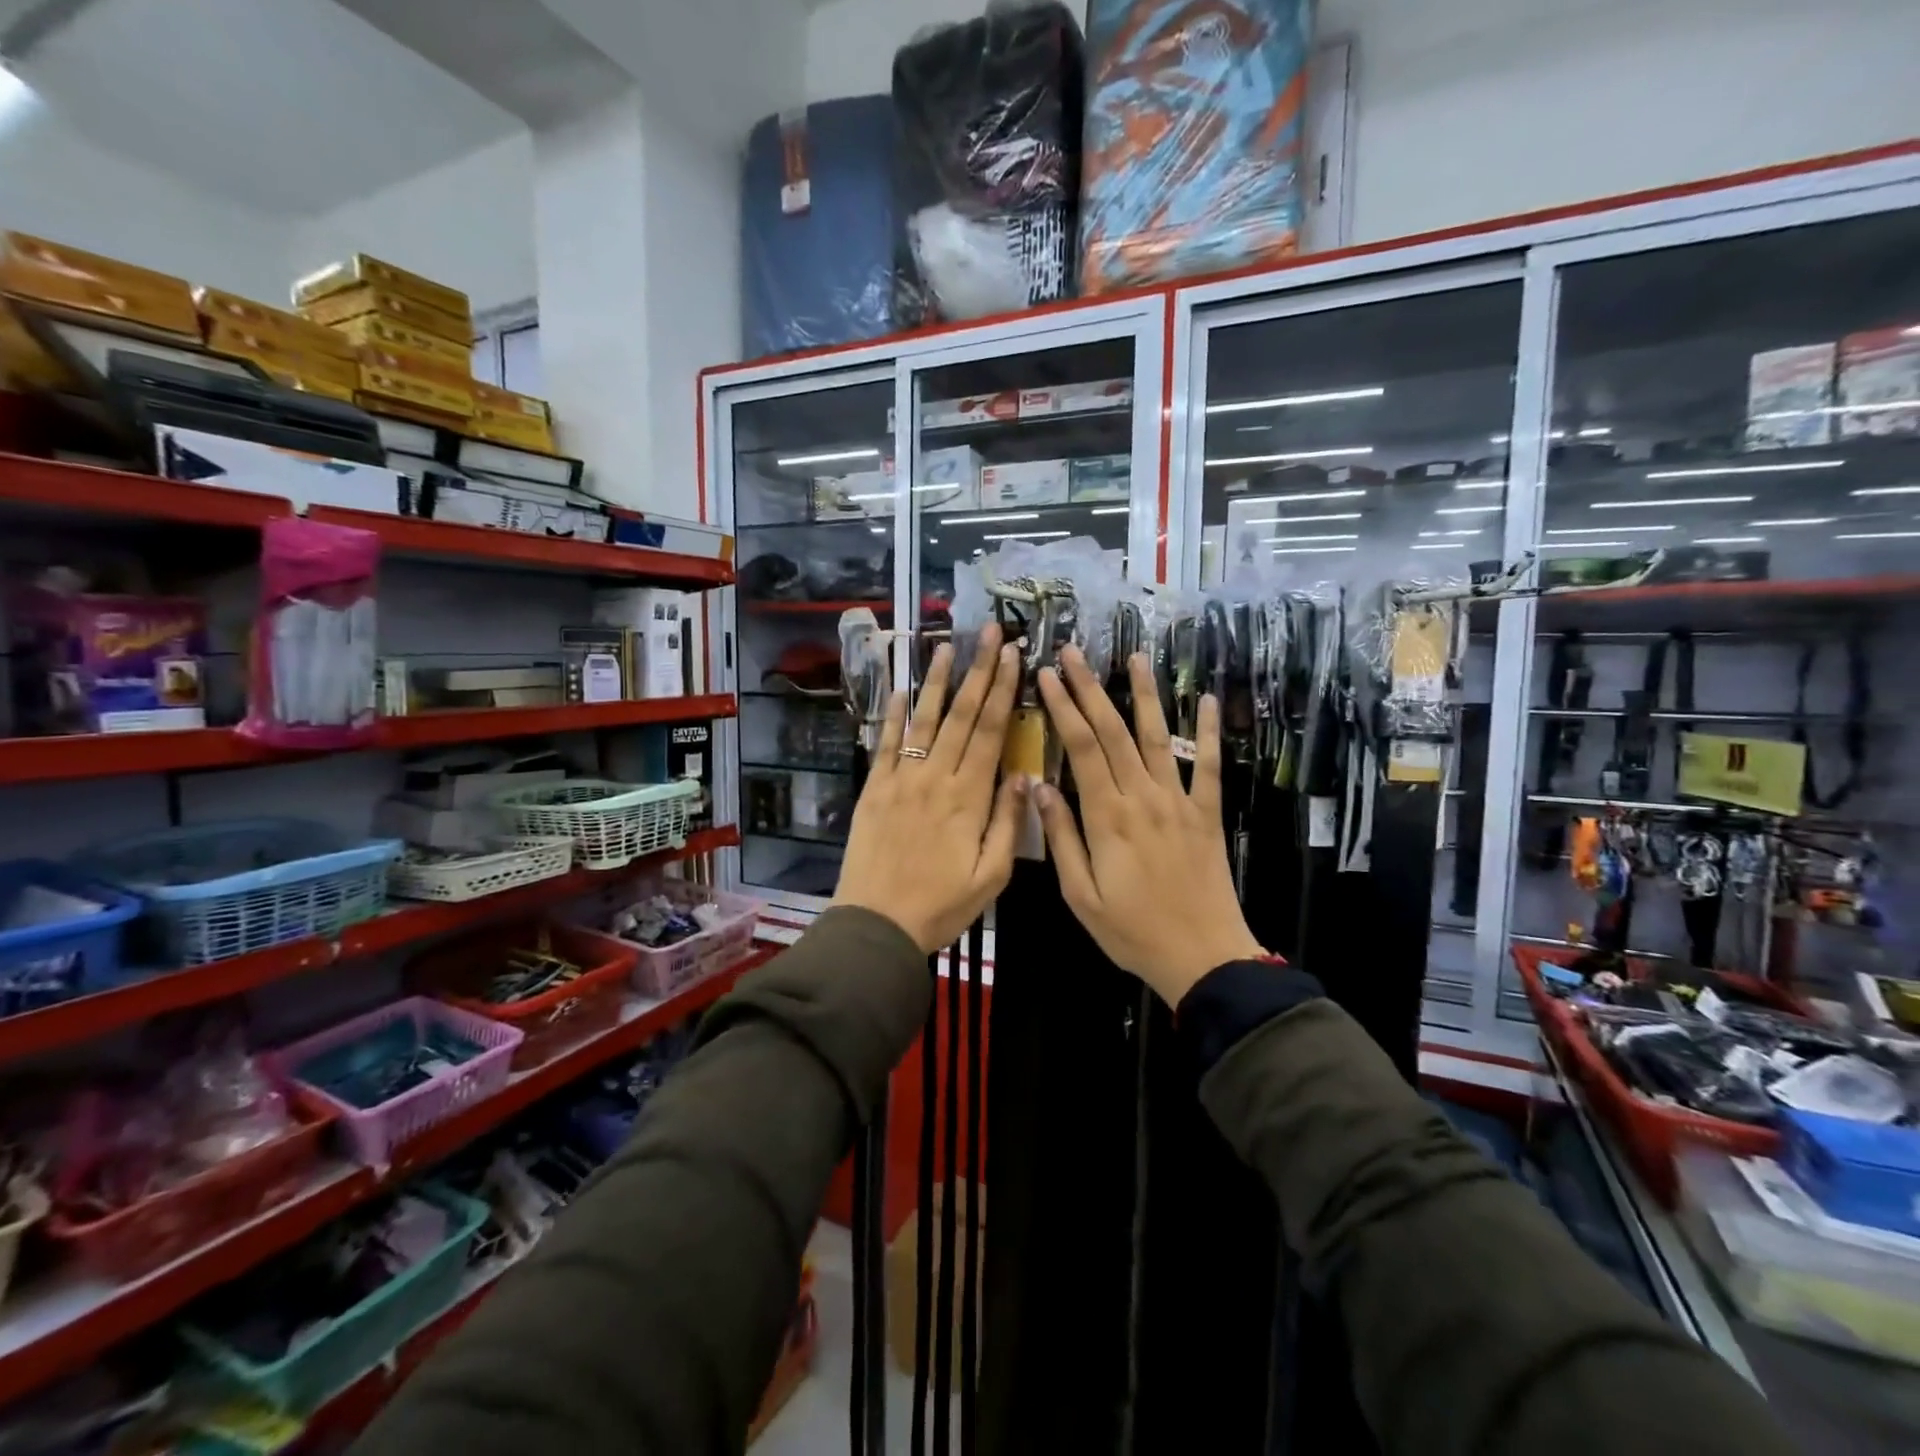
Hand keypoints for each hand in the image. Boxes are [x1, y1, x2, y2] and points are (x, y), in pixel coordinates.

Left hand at [833, 625, 1026, 952]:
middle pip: (961, 715)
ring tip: (947, 644)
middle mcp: (936, 778)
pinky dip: (895, 715)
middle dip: (978, 670)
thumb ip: (1009, 824)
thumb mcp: (991, 877)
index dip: (1003, 690)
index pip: (991, 732)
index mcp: (969, 798)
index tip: (1014, 656)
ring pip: (924, 720)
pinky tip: (903, 689)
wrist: (876, 925)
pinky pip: (887, 744)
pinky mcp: (874, 789)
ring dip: (937, 680)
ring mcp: (901, 780)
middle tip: (989, 631)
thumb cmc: (941, 906)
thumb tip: (1024, 776)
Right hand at [1033, 647, 1264, 1006]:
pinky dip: (1209, 731)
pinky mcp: (1208, 813)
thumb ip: (1060, 838)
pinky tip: (1208, 700)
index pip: (1081, 747)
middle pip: (1114, 731)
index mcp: (1107, 816)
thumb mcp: (1080, 895)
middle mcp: (1143, 797)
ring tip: (1137, 658)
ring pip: (1159, 737)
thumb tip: (1040, 787)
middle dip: (1091, 688)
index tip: (1046, 675)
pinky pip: (1210, 765)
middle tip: (1074, 652)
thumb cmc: (1132, 931)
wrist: (1202, 957)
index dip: (1063, 707)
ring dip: (1146, 695)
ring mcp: (1180, 801)